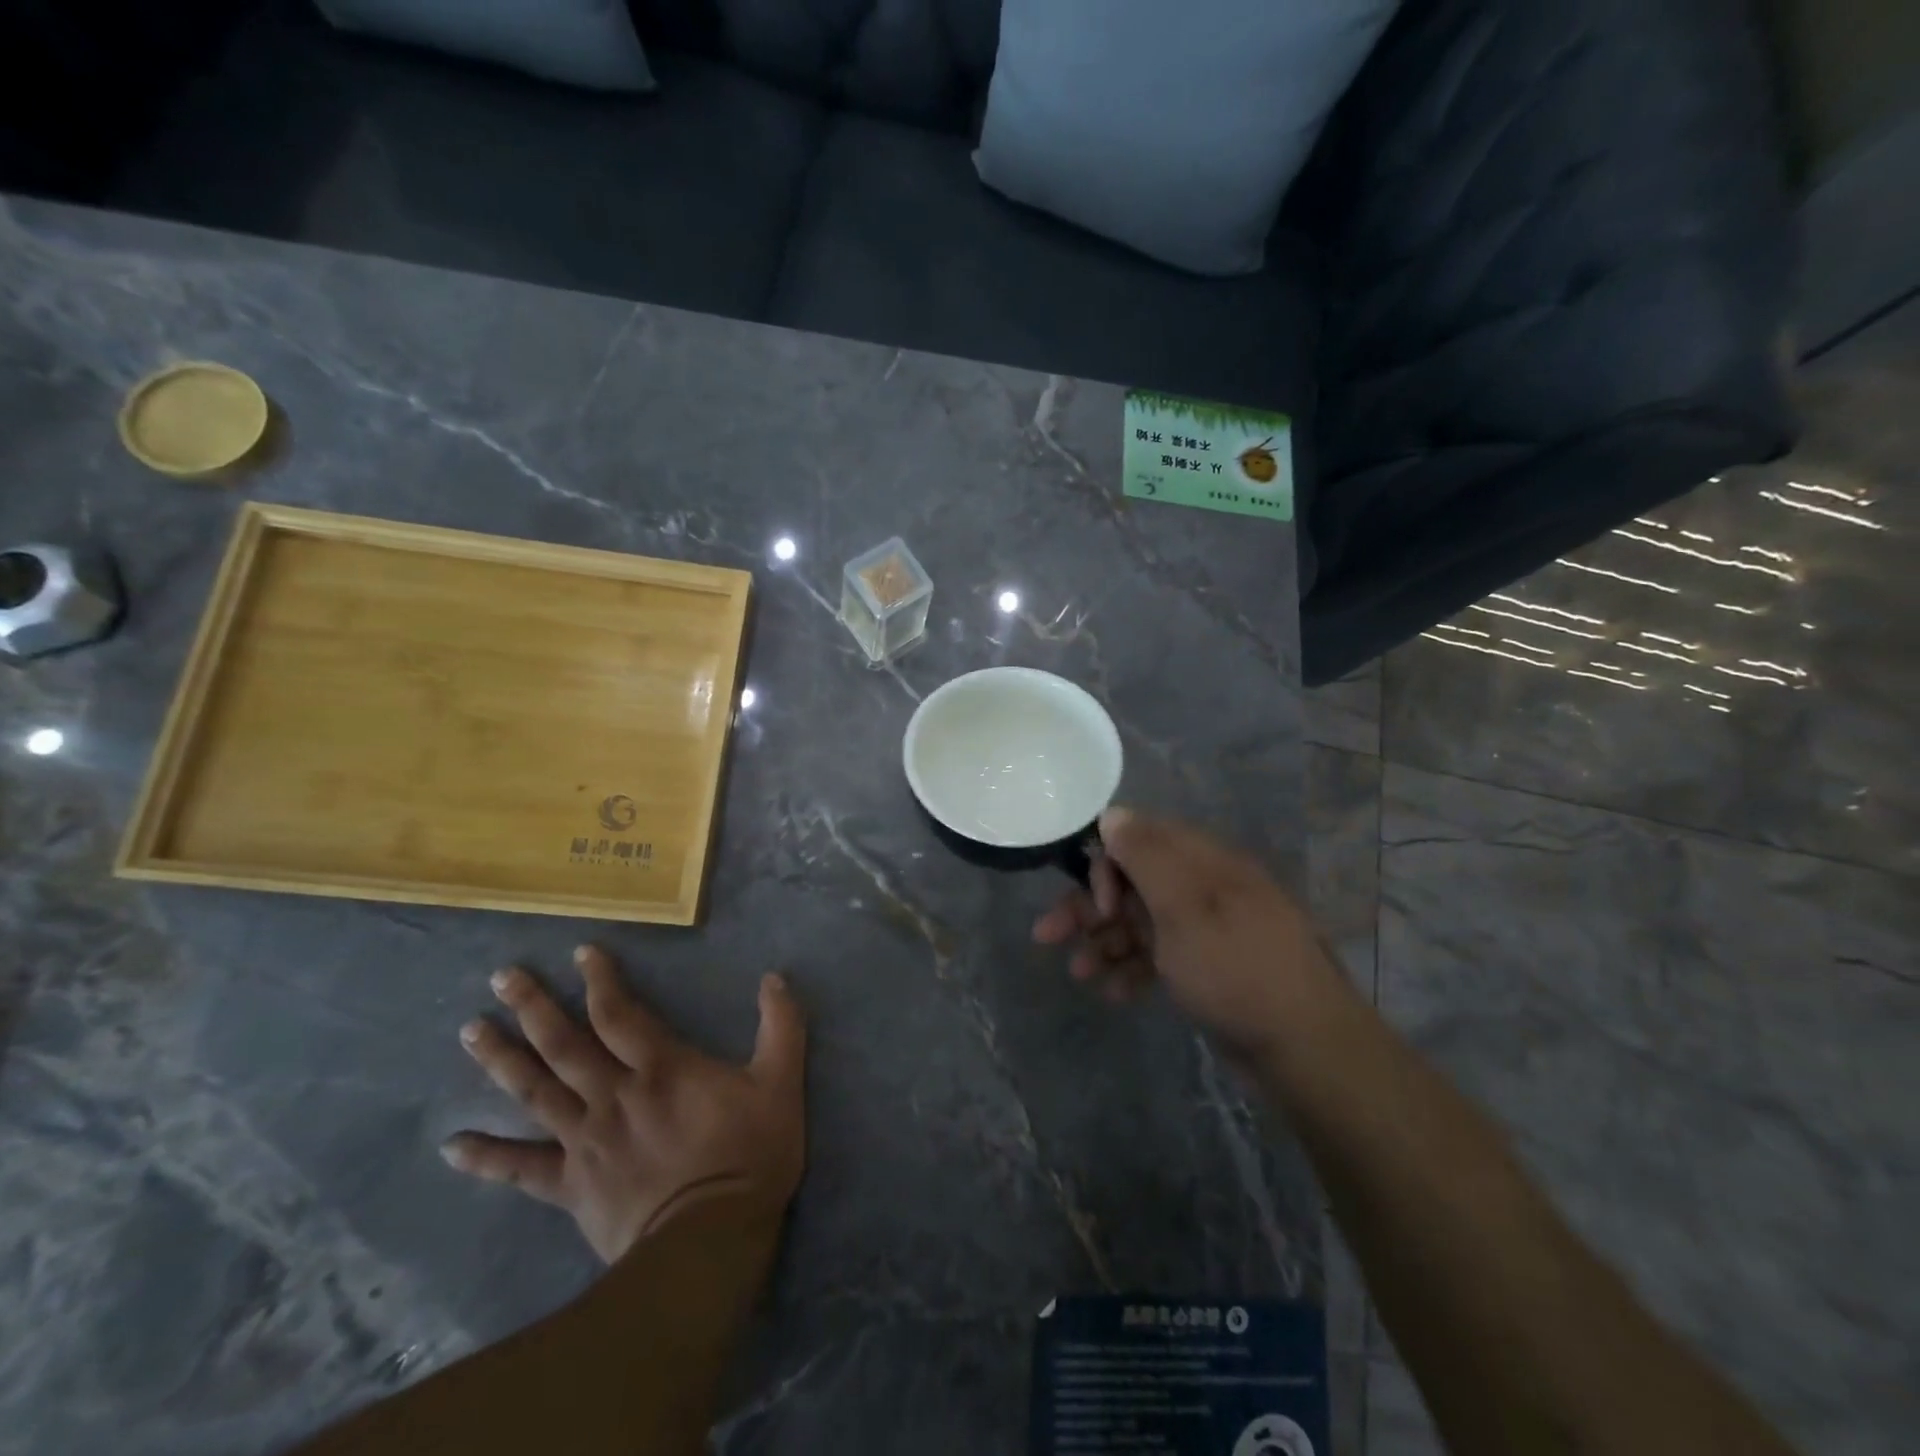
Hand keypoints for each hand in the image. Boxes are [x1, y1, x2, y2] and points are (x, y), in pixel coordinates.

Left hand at [441, 946, 805, 1262]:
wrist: (709, 1243)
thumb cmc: (749, 1156)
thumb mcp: (781, 1083)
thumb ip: (781, 1026)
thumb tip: (775, 977)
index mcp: (662, 1068)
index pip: (620, 1013)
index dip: (600, 980)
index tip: (580, 952)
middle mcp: (614, 1095)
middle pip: (565, 1044)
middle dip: (533, 1007)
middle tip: (501, 977)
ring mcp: (585, 1141)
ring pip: (536, 1092)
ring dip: (502, 1060)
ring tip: (470, 1031)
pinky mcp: (570, 1186)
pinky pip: (521, 1169)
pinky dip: (486, 1157)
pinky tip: (452, 1146)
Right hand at [1033, 807, 1344, 1060]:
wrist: (1304, 1046)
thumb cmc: (1235, 968)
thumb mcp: (1184, 906)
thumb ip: (1144, 855)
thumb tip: (1112, 812)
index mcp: (1202, 861)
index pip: (1137, 840)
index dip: (1105, 867)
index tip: (1095, 905)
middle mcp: (1202, 886)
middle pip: (1132, 883)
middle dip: (1090, 909)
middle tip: (1048, 936)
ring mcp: (1206, 928)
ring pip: (1140, 922)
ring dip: (1106, 942)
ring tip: (1080, 973)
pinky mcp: (1208, 966)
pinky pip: (1159, 956)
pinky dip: (1134, 969)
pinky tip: (1115, 993)